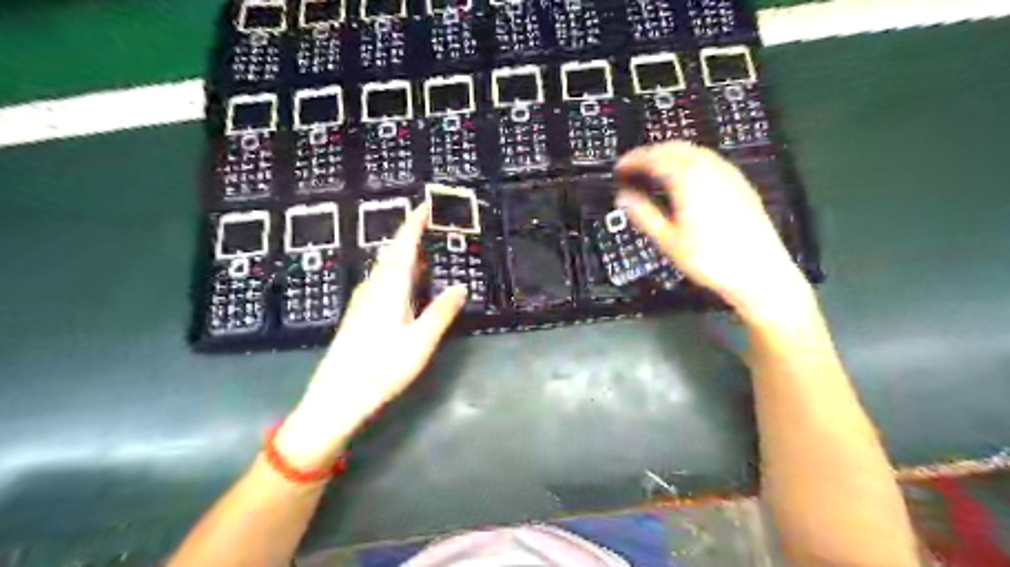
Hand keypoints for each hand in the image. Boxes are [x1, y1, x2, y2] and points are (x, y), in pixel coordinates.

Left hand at [275, 205, 466, 469]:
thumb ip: (441, 312)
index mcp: (389, 286)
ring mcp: (363, 299)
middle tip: (434, 223)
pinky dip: (399, 269)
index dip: (415, 221)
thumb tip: (462, 286)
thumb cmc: (381, 368)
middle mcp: (373, 286)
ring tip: (426, 248)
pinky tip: (407, 281)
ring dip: (406, 252)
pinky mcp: (359, 312)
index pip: (404, 244)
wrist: (336, 397)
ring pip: (387, 265)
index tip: (427, 203)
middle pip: (393, 251)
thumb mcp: (420, 342)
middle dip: (412, 233)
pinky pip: (382, 278)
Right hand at [616, 142, 810, 323]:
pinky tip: (686, 180)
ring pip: (694, 151)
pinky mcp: (740, 183)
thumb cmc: (710, 259)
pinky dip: (690, 162)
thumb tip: (623, 198)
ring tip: (655, 172)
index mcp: (688, 179)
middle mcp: (709, 169)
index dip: (633, 160)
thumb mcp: (668, 240)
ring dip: (670, 155)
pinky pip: (710, 161)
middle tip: (634, 168)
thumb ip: (643, 214)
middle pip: (674, 148)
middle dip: (651, 154)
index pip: (654, 158)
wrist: (759, 271)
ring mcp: (728, 174)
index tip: (620, 167)